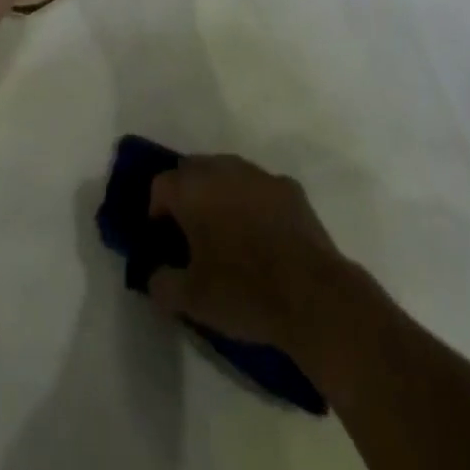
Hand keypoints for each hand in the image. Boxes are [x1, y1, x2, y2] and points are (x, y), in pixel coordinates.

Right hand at [146, 154, 352, 354]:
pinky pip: (259, 187)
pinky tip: (262, 236)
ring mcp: (259, 175)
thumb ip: (162, 284)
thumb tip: (156, 275)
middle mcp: (223, 169)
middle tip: (191, 233)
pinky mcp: (290, 188)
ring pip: (227, 173)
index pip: (160, 185)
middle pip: (192, 170)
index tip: (165, 242)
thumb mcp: (191, 300)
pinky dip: (253, 203)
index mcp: (193, 189)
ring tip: (226, 232)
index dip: (157, 212)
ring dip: (219, 194)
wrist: (313, 296)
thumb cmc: (243, 292)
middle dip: (186, 195)